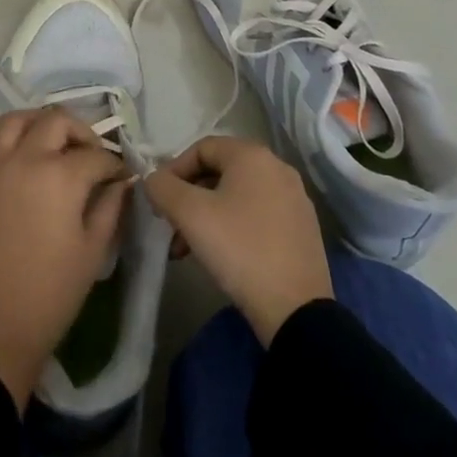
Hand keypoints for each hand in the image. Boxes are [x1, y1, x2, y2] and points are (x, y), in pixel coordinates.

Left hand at [0, 94, 127, 409]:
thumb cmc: (52, 293)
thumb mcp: (93, 250)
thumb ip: (110, 207)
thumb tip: (122, 181)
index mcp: (61, 176)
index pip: (95, 156)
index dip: (113, 165)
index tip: (120, 178)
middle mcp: (25, 160)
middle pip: (56, 124)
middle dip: (80, 134)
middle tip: (89, 155)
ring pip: (12, 123)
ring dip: (34, 120)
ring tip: (47, 132)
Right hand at [145, 136, 333, 346]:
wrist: (295, 308)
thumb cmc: (238, 249)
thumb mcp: (189, 214)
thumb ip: (162, 187)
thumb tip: (154, 179)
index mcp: (253, 156)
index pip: (201, 148)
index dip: (173, 170)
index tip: (159, 201)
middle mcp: (277, 168)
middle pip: (219, 172)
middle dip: (188, 198)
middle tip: (171, 226)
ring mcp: (294, 199)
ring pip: (236, 196)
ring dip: (206, 216)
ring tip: (187, 249)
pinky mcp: (302, 228)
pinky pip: (257, 214)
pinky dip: (232, 226)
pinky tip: (221, 255)